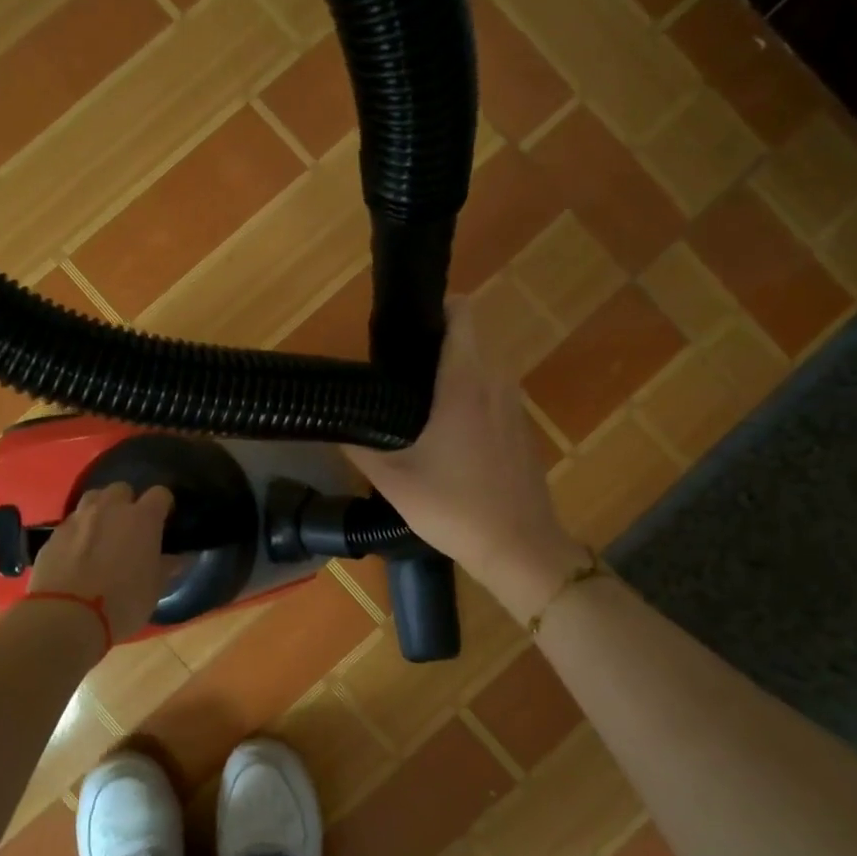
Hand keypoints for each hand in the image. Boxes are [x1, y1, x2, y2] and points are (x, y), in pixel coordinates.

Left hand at [27, 482, 174, 640]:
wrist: (66, 616)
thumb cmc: (122, 602)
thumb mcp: (155, 589)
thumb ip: (167, 566)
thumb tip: (179, 558)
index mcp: (142, 518)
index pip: (160, 494)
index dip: (163, 505)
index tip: (164, 520)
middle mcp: (110, 508)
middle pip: (122, 489)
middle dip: (128, 503)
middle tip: (130, 527)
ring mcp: (78, 518)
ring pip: (93, 498)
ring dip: (100, 509)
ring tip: (102, 533)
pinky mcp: (53, 534)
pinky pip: (71, 522)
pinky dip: (78, 531)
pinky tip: (78, 552)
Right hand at [344, 300, 584, 617]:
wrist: (519, 547)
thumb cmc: (454, 507)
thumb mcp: (394, 479)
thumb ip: (359, 446)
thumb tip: (335, 425)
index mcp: (466, 383)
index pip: (462, 314)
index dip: (436, 308)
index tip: (406, 325)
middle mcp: (497, 383)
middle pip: (470, 339)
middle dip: (437, 344)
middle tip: (398, 369)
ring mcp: (515, 407)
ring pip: (483, 369)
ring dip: (454, 373)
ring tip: (417, 401)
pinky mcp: (521, 430)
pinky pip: (494, 395)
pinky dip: (471, 398)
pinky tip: (447, 435)